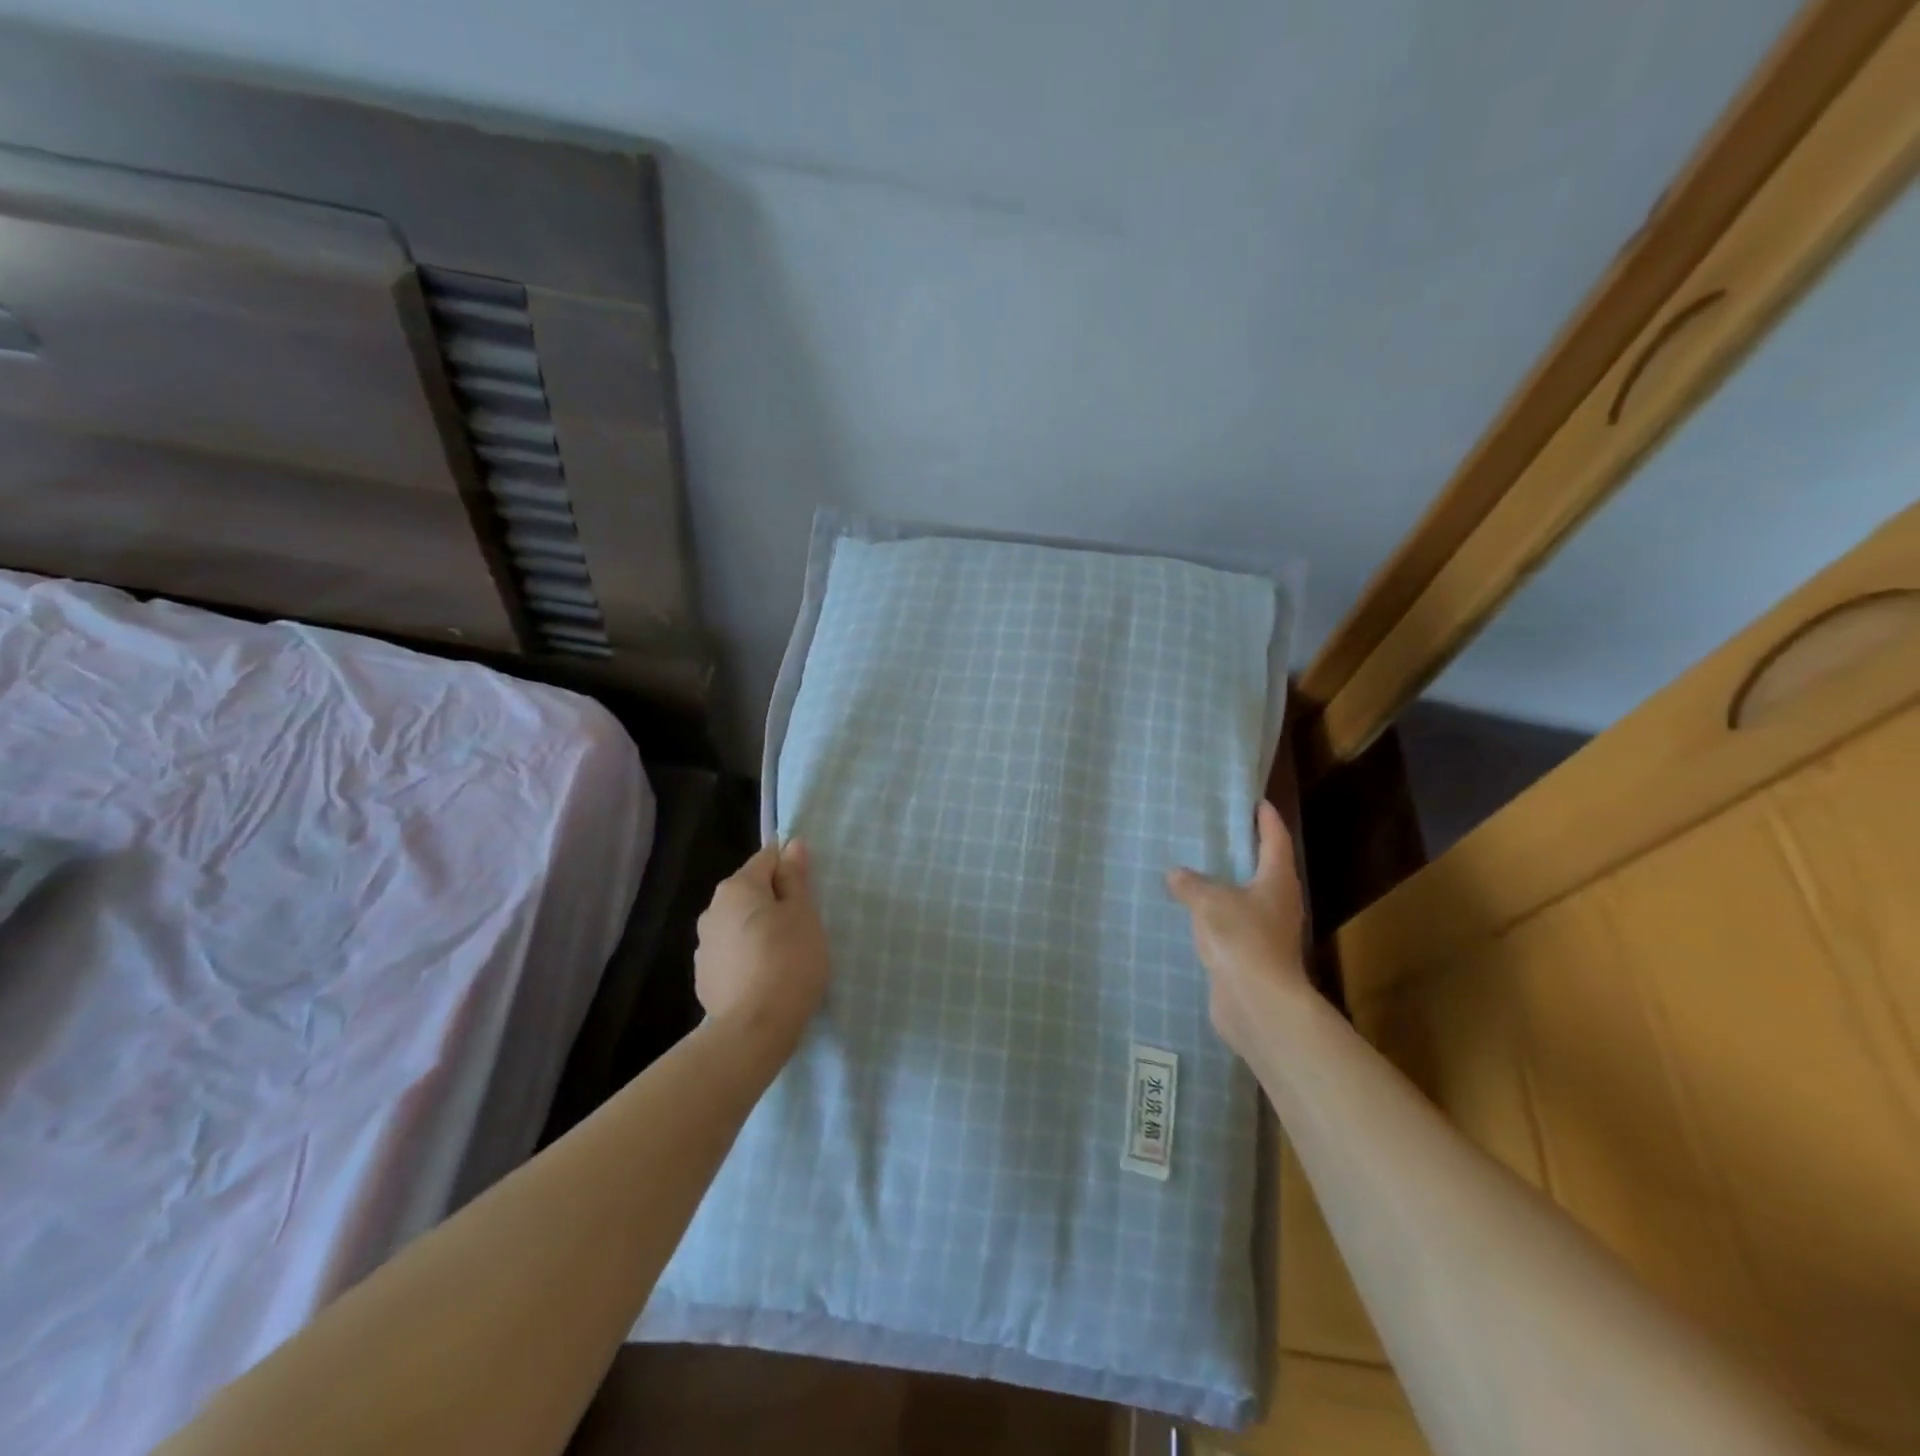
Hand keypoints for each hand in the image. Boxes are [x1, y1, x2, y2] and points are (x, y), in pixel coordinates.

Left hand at [695, 839, 830, 1057]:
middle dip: (774, 902)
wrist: (755, 1029)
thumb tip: (792, 845)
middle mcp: (712, 911)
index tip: (809, 891)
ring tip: (785, 957)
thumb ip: (795, 878)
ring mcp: (704, 948)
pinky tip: (766, 979)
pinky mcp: (704, 980)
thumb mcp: (803, 913)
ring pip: (739, 926)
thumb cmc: (789, 960)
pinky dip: (748, 959)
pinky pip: (732, 956)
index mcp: (736, 888)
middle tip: (803, 926)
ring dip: (759, 931)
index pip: (767, 859)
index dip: (791, 869)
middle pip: (750, 893)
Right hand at [1166, 801, 1309, 1063]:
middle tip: (1221, 833)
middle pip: (1266, 869)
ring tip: (1201, 872)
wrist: (1257, 1002)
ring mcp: (1269, 932)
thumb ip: (1190, 883)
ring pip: (1249, 900)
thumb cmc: (1242, 938)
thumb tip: (1176, 874)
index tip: (1257, 802)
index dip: (1267, 820)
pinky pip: (1234, 926)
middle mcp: (1279, 903)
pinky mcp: (1254, 957)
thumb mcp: (1209, 901)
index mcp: (1277, 880)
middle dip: (1247, 852)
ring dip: (1230, 887)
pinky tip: (1195, 915)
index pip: (1275, 840)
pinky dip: (1218, 916)